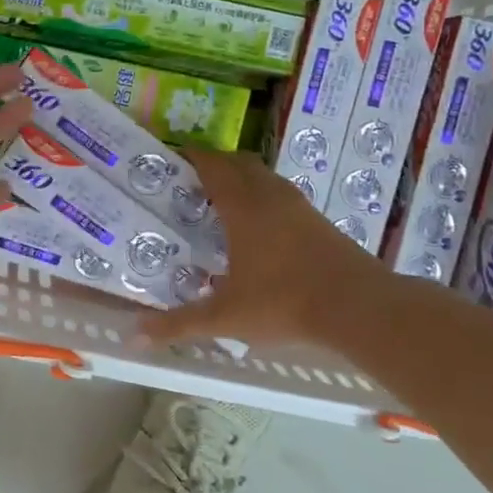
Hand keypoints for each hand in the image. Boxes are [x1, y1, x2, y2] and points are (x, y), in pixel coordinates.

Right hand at [137, 150, 389, 349]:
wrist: (359, 307)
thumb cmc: (284, 302)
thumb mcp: (225, 317)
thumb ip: (179, 324)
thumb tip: (133, 336)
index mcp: (243, 206)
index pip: (211, 164)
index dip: (189, 156)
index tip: (168, 159)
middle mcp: (270, 195)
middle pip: (238, 162)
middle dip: (213, 165)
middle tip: (189, 184)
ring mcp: (298, 205)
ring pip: (263, 177)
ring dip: (241, 180)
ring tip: (219, 204)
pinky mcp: (318, 220)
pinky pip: (281, 195)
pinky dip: (262, 198)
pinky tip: (257, 229)